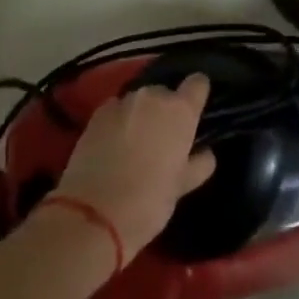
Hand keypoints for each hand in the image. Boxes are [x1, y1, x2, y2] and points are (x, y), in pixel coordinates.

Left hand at [53, 74, 217, 261]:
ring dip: (140, 115)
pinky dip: (118, 121)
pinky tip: (112, 144)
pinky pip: (115, 110)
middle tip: (161, 140)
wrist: (92, 215)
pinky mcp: (96, 113)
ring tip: (135, 143)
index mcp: (180, 110)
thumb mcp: (181, 188)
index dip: (197, 94)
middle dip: (165, 111)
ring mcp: (122, 102)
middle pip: (165, 93)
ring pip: (139, 101)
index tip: (195, 110)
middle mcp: (153, 96)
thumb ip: (198, 164)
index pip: (198, 83)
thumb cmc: (148, 202)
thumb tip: (205, 153)